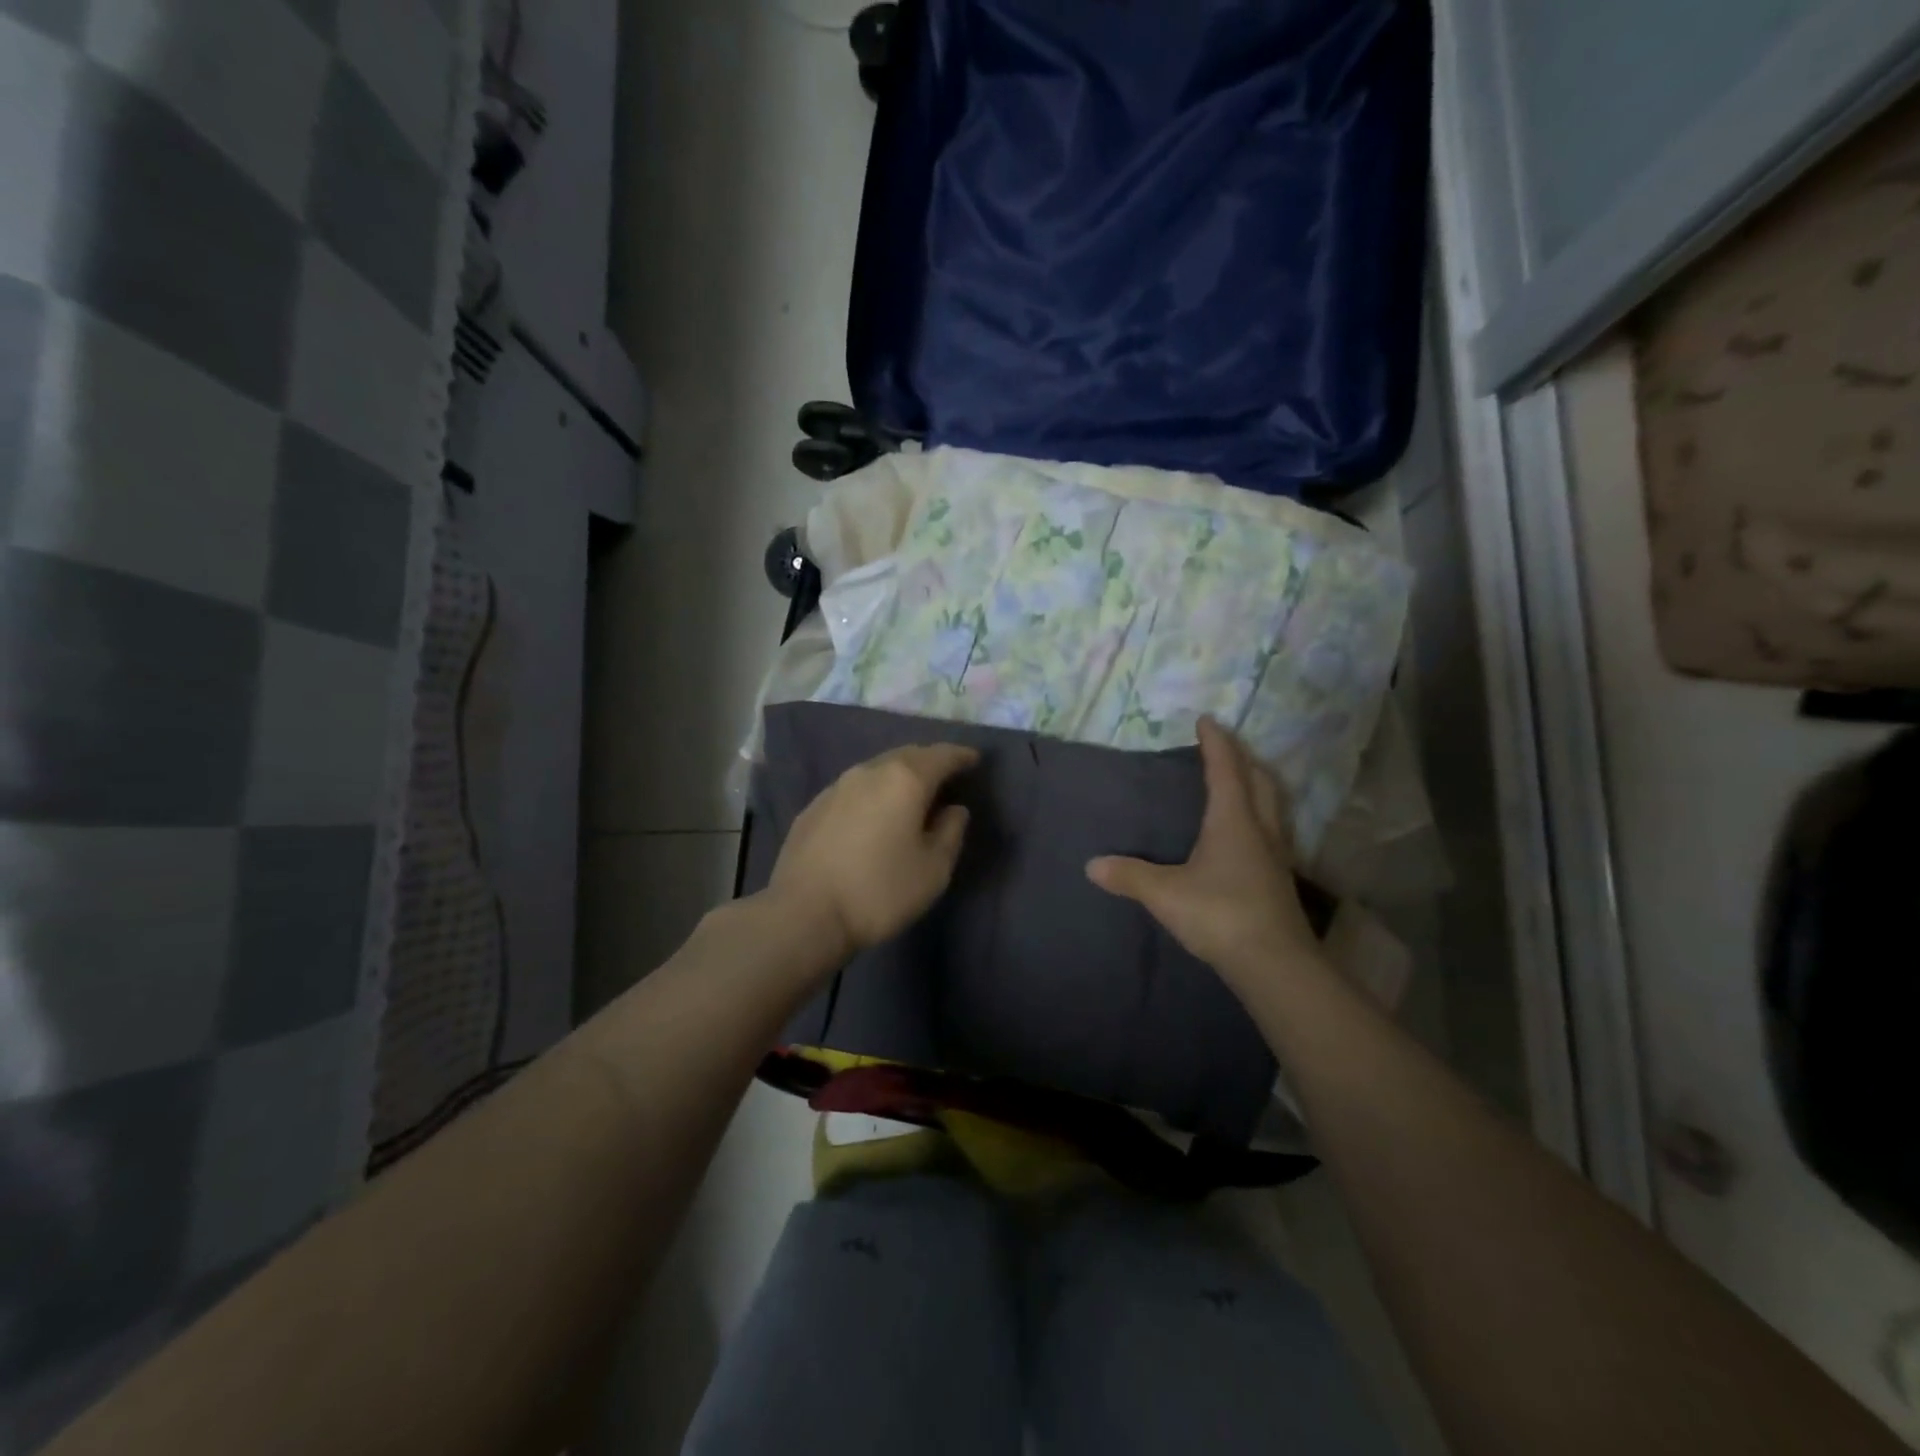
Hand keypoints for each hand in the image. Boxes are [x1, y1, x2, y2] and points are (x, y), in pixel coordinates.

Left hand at [767, 742, 978, 958]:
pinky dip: (873, 792)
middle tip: (946, 775)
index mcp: (905, 780)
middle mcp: (869, 772)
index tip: (974, 759)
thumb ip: (950, 832)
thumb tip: (954, 810)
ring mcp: (836, 787)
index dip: (961, 756)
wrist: (804, 914)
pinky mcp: (814, 806)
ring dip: (899, 776)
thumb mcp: (933, 870)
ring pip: (877, 769)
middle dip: (930, 761)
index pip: (941, 755)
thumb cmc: (879, 891)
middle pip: (907, 755)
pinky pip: (854, 789)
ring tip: (912, 793)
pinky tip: (874, 813)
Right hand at [1087, 716, 1320, 988]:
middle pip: (1259, 780)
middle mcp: (1260, 829)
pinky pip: (1273, 830)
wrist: (1275, 964)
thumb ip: (1129, 876)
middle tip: (1226, 746)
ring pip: (1272, 805)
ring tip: (1241, 780)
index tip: (1207, 720)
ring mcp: (1276, 855)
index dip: (1216, 743)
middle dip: (1243, 758)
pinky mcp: (1279, 879)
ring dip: (1257, 784)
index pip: (1225, 770)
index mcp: (1233, 821)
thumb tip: (1091, 865)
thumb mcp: (1165, 894)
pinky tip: (1248, 833)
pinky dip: (1260, 815)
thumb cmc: (1220, 914)